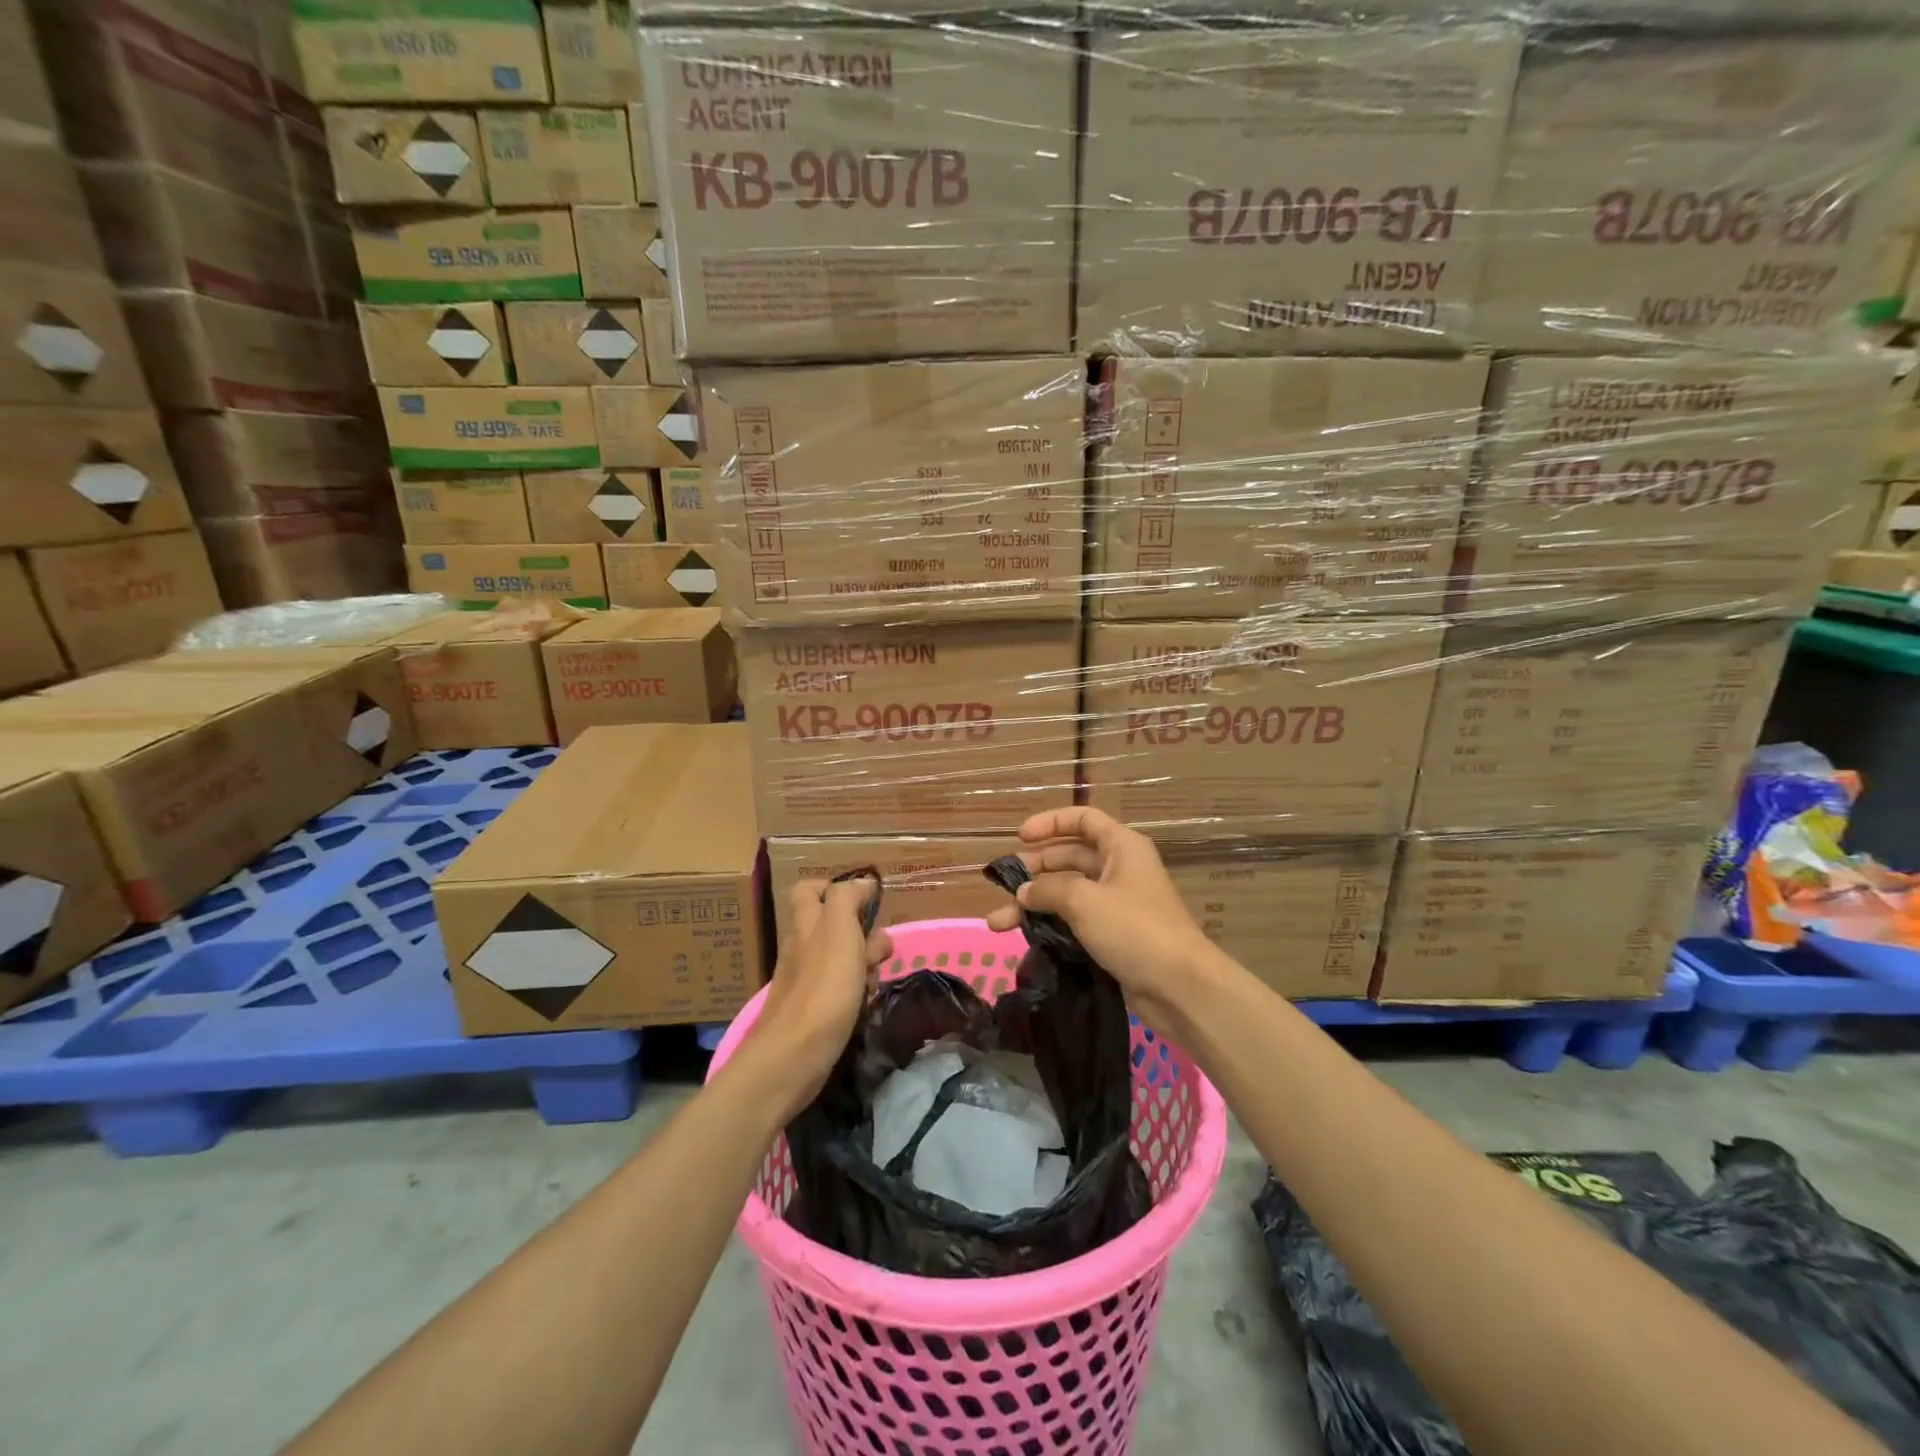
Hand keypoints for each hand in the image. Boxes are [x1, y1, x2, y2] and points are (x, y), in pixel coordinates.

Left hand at [750, 877, 891, 1118]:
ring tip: (876, 978)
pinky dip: (857, 992)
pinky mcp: (813, 1011)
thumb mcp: (839, 930)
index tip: (865, 899)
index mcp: (806, 924)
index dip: (834, 887)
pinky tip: (866, 1003)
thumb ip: (848, 899)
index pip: (809, 890)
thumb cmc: (822, 987)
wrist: (794, 1057)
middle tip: (879, 948)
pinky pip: (840, 990)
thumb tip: (861, 882)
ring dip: (864, 963)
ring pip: (842, 959)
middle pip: (832, 925)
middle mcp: (802, 947)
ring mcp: (806, 980)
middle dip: (862, 932)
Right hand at [986, 807, 1215, 1031]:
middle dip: (1035, 868)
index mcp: (1122, 847)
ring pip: (1068, 893)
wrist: (1178, 986)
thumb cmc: (1133, 928)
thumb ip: (1047, 890)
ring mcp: (1117, 904)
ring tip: (998, 922)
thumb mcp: (1084, 901)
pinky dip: (1051, 925)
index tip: (1020, 837)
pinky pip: (1076, 921)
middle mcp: (1120, 869)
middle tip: (1003, 883)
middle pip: (1070, 857)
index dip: (1050, 823)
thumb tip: (1023, 892)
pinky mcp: (1114, 935)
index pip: (1082, 819)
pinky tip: (1025, 938)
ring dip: (1035, 904)